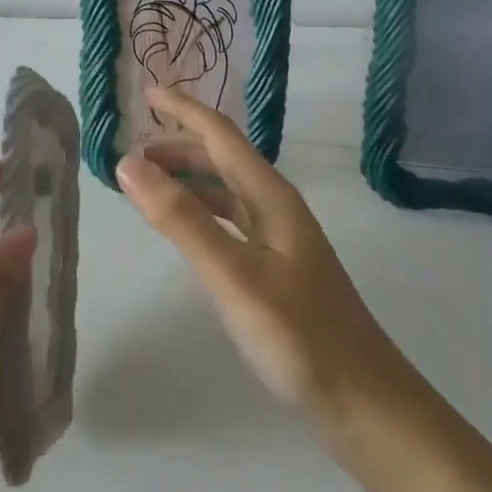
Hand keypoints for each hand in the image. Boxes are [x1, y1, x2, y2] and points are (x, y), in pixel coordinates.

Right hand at [116, 86, 416, 438]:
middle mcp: (276, 207)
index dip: (183, 109)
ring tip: (145, 184)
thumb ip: (180, 218)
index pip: (220, 135)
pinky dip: (200, 212)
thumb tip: (128, 162)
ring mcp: (279, 239)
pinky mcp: (276, 268)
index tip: (145, 91)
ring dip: (187, 179)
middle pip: (222, 159)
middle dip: (178, 145)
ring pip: (225, 191)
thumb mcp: (232, 274)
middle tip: (129, 151)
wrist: (362, 400)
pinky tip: (185, 228)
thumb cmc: (297, 335)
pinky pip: (229, 221)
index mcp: (271, 196)